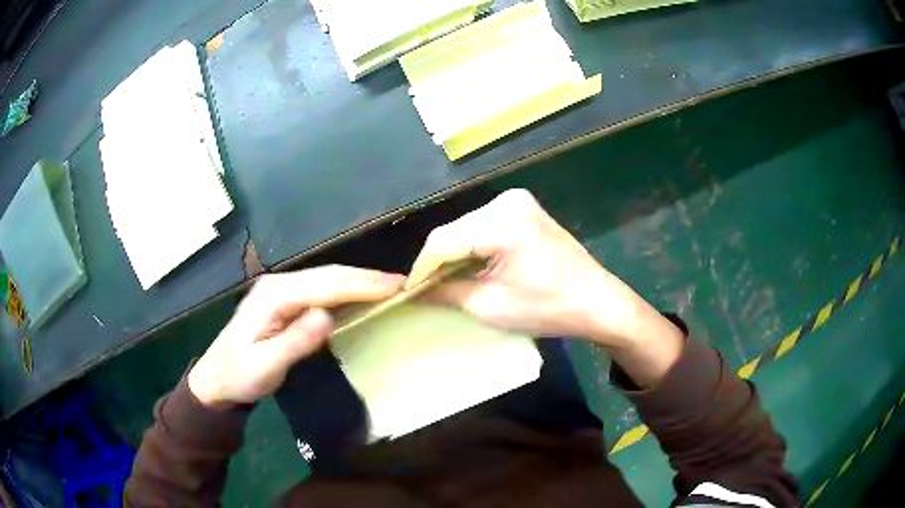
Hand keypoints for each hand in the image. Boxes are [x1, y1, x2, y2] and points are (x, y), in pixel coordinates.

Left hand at [189, 266, 403, 406]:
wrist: (217, 377)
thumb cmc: (240, 374)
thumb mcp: (266, 365)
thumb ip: (295, 341)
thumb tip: (328, 316)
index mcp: (275, 296)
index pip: (326, 285)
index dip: (363, 284)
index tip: (396, 286)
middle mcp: (279, 284)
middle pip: (329, 275)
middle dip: (366, 278)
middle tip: (402, 283)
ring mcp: (281, 290)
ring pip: (327, 279)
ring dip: (358, 281)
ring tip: (389, 287)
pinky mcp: (284, 300)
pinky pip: (321, 290)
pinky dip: (345, 290)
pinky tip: (360, 295)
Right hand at [408, 189, 682, 385]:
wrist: (599, 302)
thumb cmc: (549, 309)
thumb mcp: (492, 306)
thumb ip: (447, 292)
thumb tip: (416, 290)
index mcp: (502, 223)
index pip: (443, 240)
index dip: (421, 267)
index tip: (408, 292)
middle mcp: (508, 202)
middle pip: (454, 230)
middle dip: (437, 260)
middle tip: (426, 290)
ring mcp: (519, 202)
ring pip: (468, 227)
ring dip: (454, 253)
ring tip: (445, 282)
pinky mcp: (526, 209)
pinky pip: (485, 226)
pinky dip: (473, 246)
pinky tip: (470, 266)